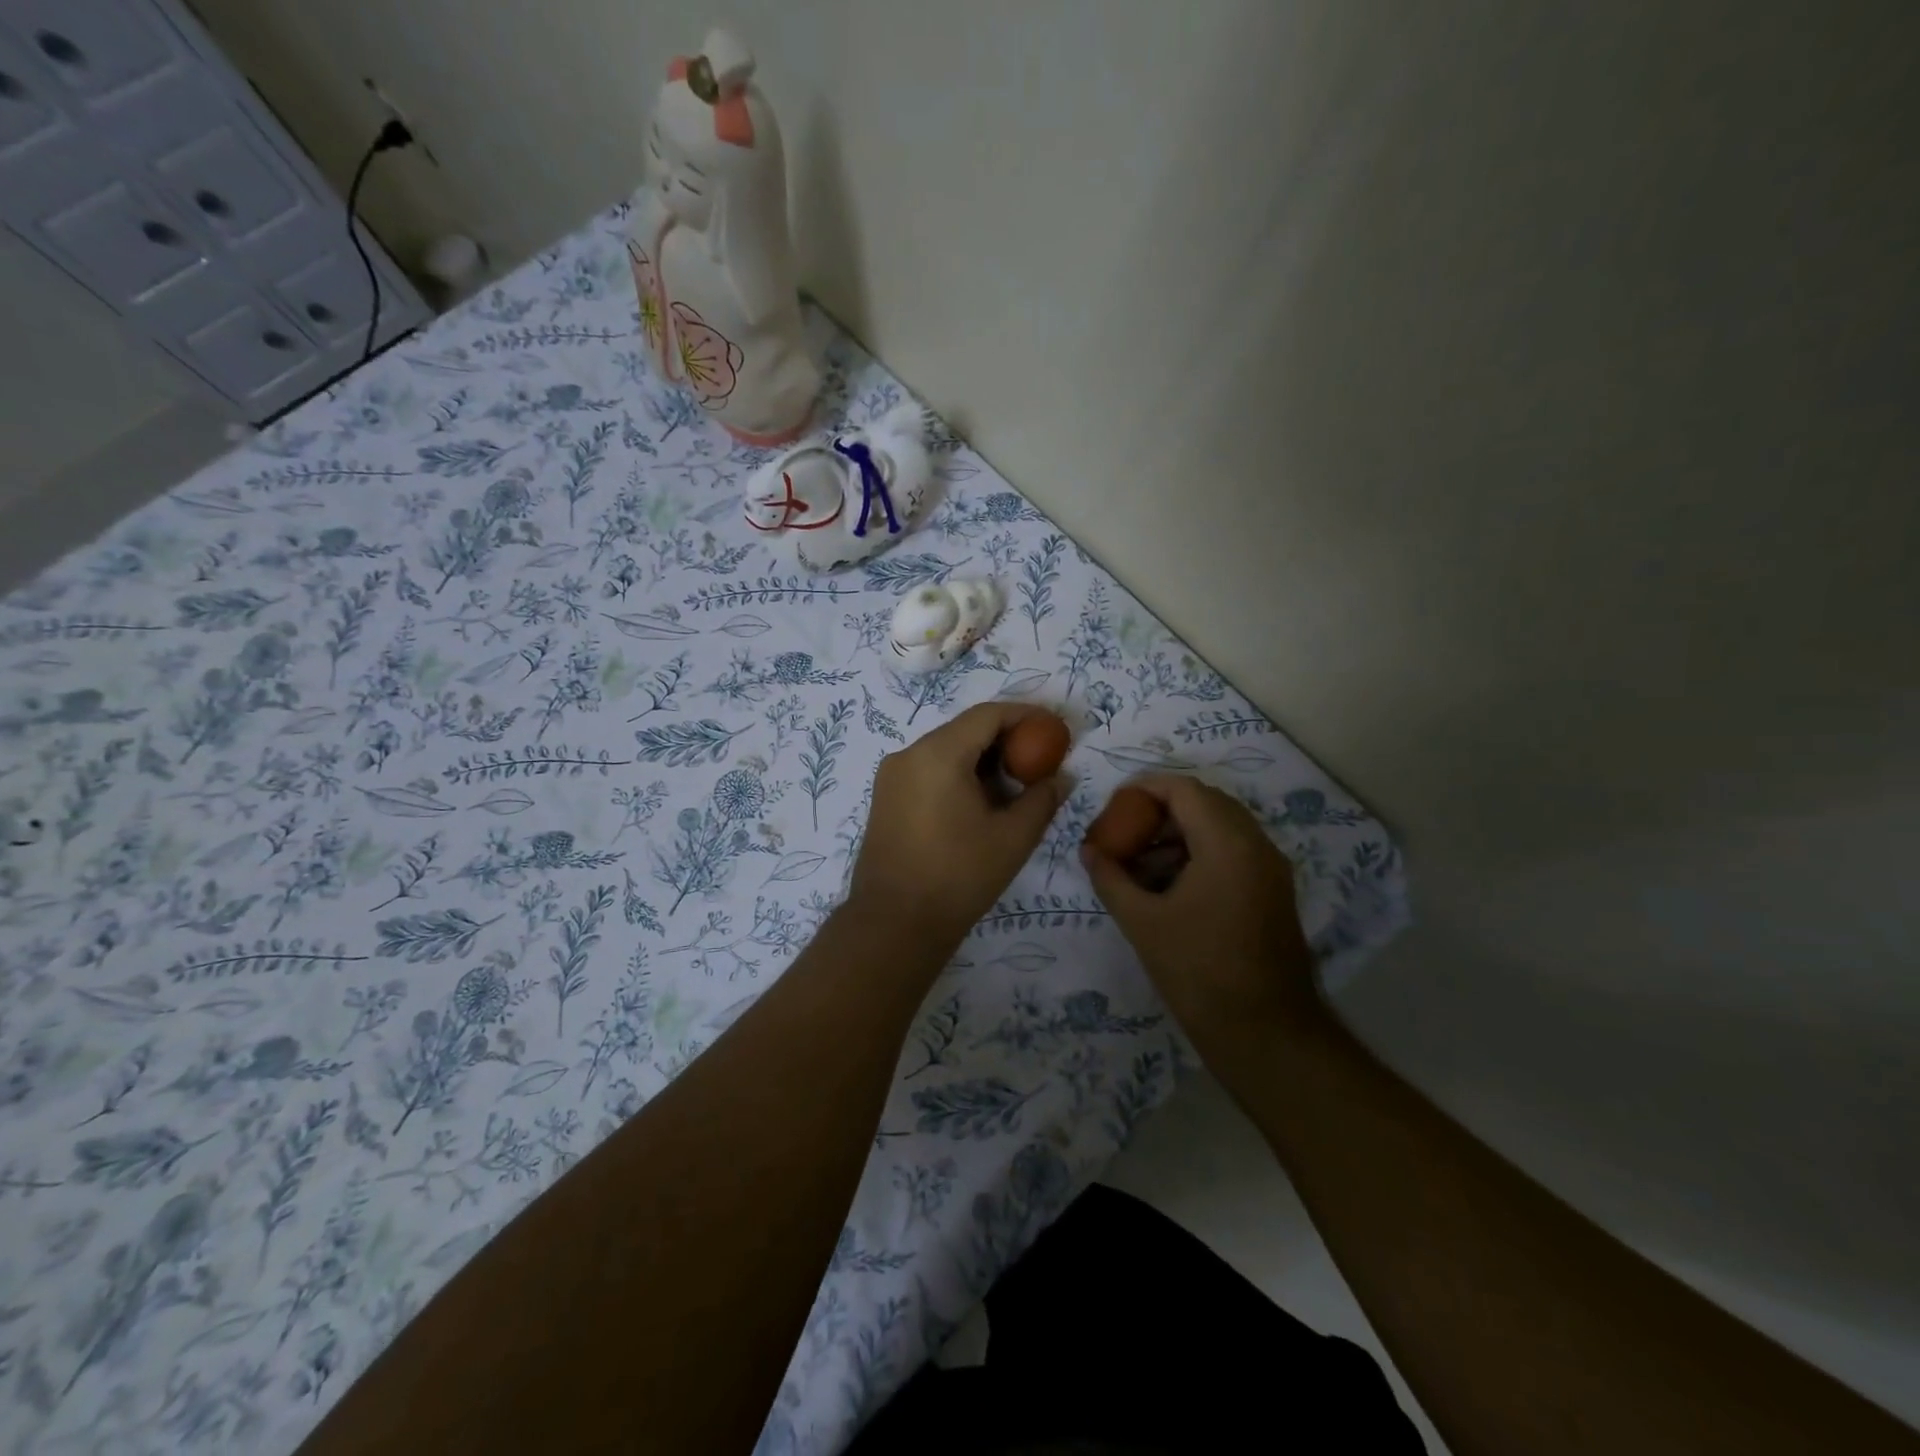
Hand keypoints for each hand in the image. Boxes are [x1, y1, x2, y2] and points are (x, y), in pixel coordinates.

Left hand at [848, 702, 1063, 948]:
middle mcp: (909, 754)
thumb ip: (1042, 799)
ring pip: (946, 750)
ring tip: (1016, 784)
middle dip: (1005, 739)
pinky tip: (982, 802)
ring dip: (982, 759)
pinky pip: (929, 770)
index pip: (987, 715)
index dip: (1025, 715)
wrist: (895, 924)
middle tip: (1040, 759)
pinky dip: (959, 774)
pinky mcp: (886, 798)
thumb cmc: (959, 877)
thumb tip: (1061, 777)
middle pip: (965, 730)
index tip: (1054, 728)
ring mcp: (892, 776)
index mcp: (937, 754)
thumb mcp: (1013, 838)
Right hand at [1080, 774, 1323, 1061]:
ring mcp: (1270, 869)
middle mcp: (1256, 845)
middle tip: (1125, 831)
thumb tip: (1088, 851)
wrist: (1265, 1034)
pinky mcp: (1273, 893)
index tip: (1115, 805)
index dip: (1146, 788)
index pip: (1184, 790)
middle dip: (1161, 811)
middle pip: (1205, 803)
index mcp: (1227, 844)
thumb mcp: (1143, 922)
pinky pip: (1234, 853)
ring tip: (1140, 863)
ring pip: (1221, 828)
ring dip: (1180, 834)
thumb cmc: (1198, 972)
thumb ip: (1111, 878)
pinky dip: (1200, 854)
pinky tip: (1169, 886)